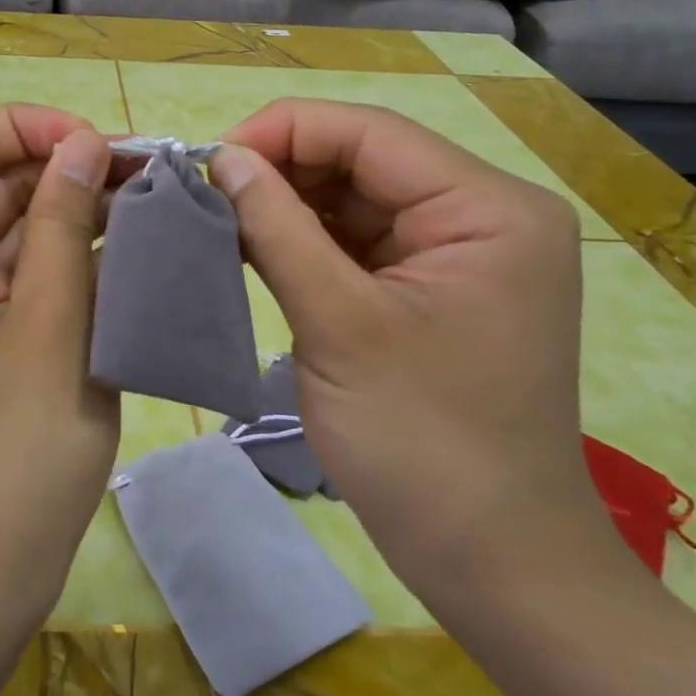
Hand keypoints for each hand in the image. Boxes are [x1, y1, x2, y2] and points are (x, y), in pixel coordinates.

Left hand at [0, 105, 119, 639]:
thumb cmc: (4, 454)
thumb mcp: (51, 323)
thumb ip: (65, 223)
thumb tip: (83, 144)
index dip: (31, 128)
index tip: (101, 148)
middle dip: (62, 172)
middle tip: (146, 179)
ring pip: (3, 230)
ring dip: (67, 218)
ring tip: (147, 211)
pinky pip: (8, 277)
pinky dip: (57, 263)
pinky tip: (121, 259)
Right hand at [210, 100, 626, 610]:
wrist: (492, 564)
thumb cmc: (424, 443)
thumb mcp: (339, 324)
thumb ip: (277, 229)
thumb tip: (221, 158)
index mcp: (488, 208)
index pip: (370, 133)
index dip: (282, 131)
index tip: (207, 160)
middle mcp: (480, 215)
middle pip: (360, 160)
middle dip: (279, 171)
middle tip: (203, 195)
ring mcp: (455, 253)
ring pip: (350, 199)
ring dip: (283, 206)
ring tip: (216, 220)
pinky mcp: (426, 288)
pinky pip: (354, 241)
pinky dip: (301, 241)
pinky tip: (249, 247)